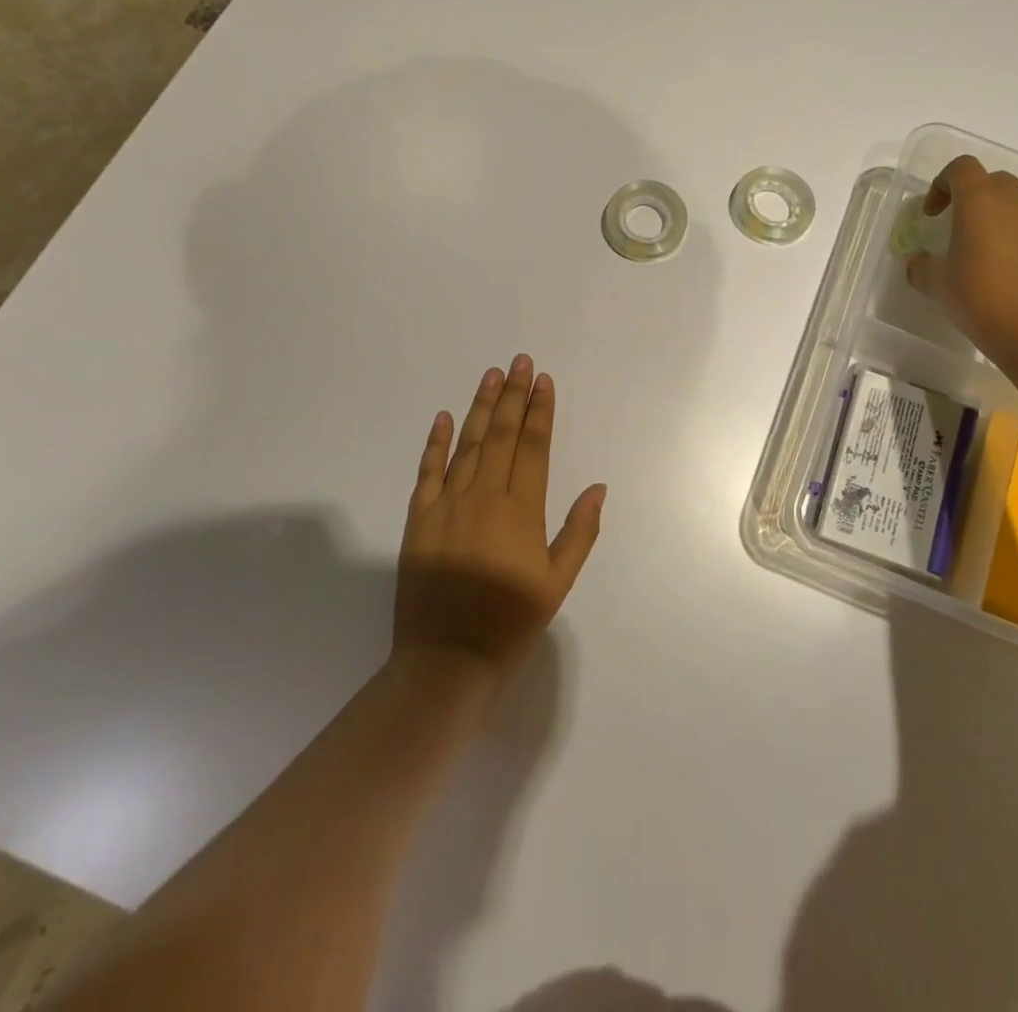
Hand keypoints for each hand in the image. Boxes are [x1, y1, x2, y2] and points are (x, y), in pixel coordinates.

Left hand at [395, 355, 605, 678]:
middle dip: (513, 395)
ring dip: (480, 406)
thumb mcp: (558, 582)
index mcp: (521, 511)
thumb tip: (598, 488)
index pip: (533, 447)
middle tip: (519, 361)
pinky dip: (436, 442)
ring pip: (467, 444)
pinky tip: (444, 416)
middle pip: (501, 435)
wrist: (447, 657)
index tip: (544, 381)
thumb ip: (580, 532)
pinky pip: (428, 471)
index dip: (540, 411)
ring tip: (491, 375)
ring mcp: (447, 504)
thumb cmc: (510, 621)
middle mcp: (484, 496)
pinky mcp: (419, 518)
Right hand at [906, 155, 1017, 360]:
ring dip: (1002, 223)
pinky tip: (1015, 279)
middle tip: (961, 229)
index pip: (962, 168)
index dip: (942, 183)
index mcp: (980, 203)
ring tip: (989, 260)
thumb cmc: (980, 299)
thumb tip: (917, 262)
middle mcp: (1016, 204)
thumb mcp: (937, 286)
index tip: (933, 213)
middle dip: (975, 198)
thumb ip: (922, 268)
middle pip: (995, 182)